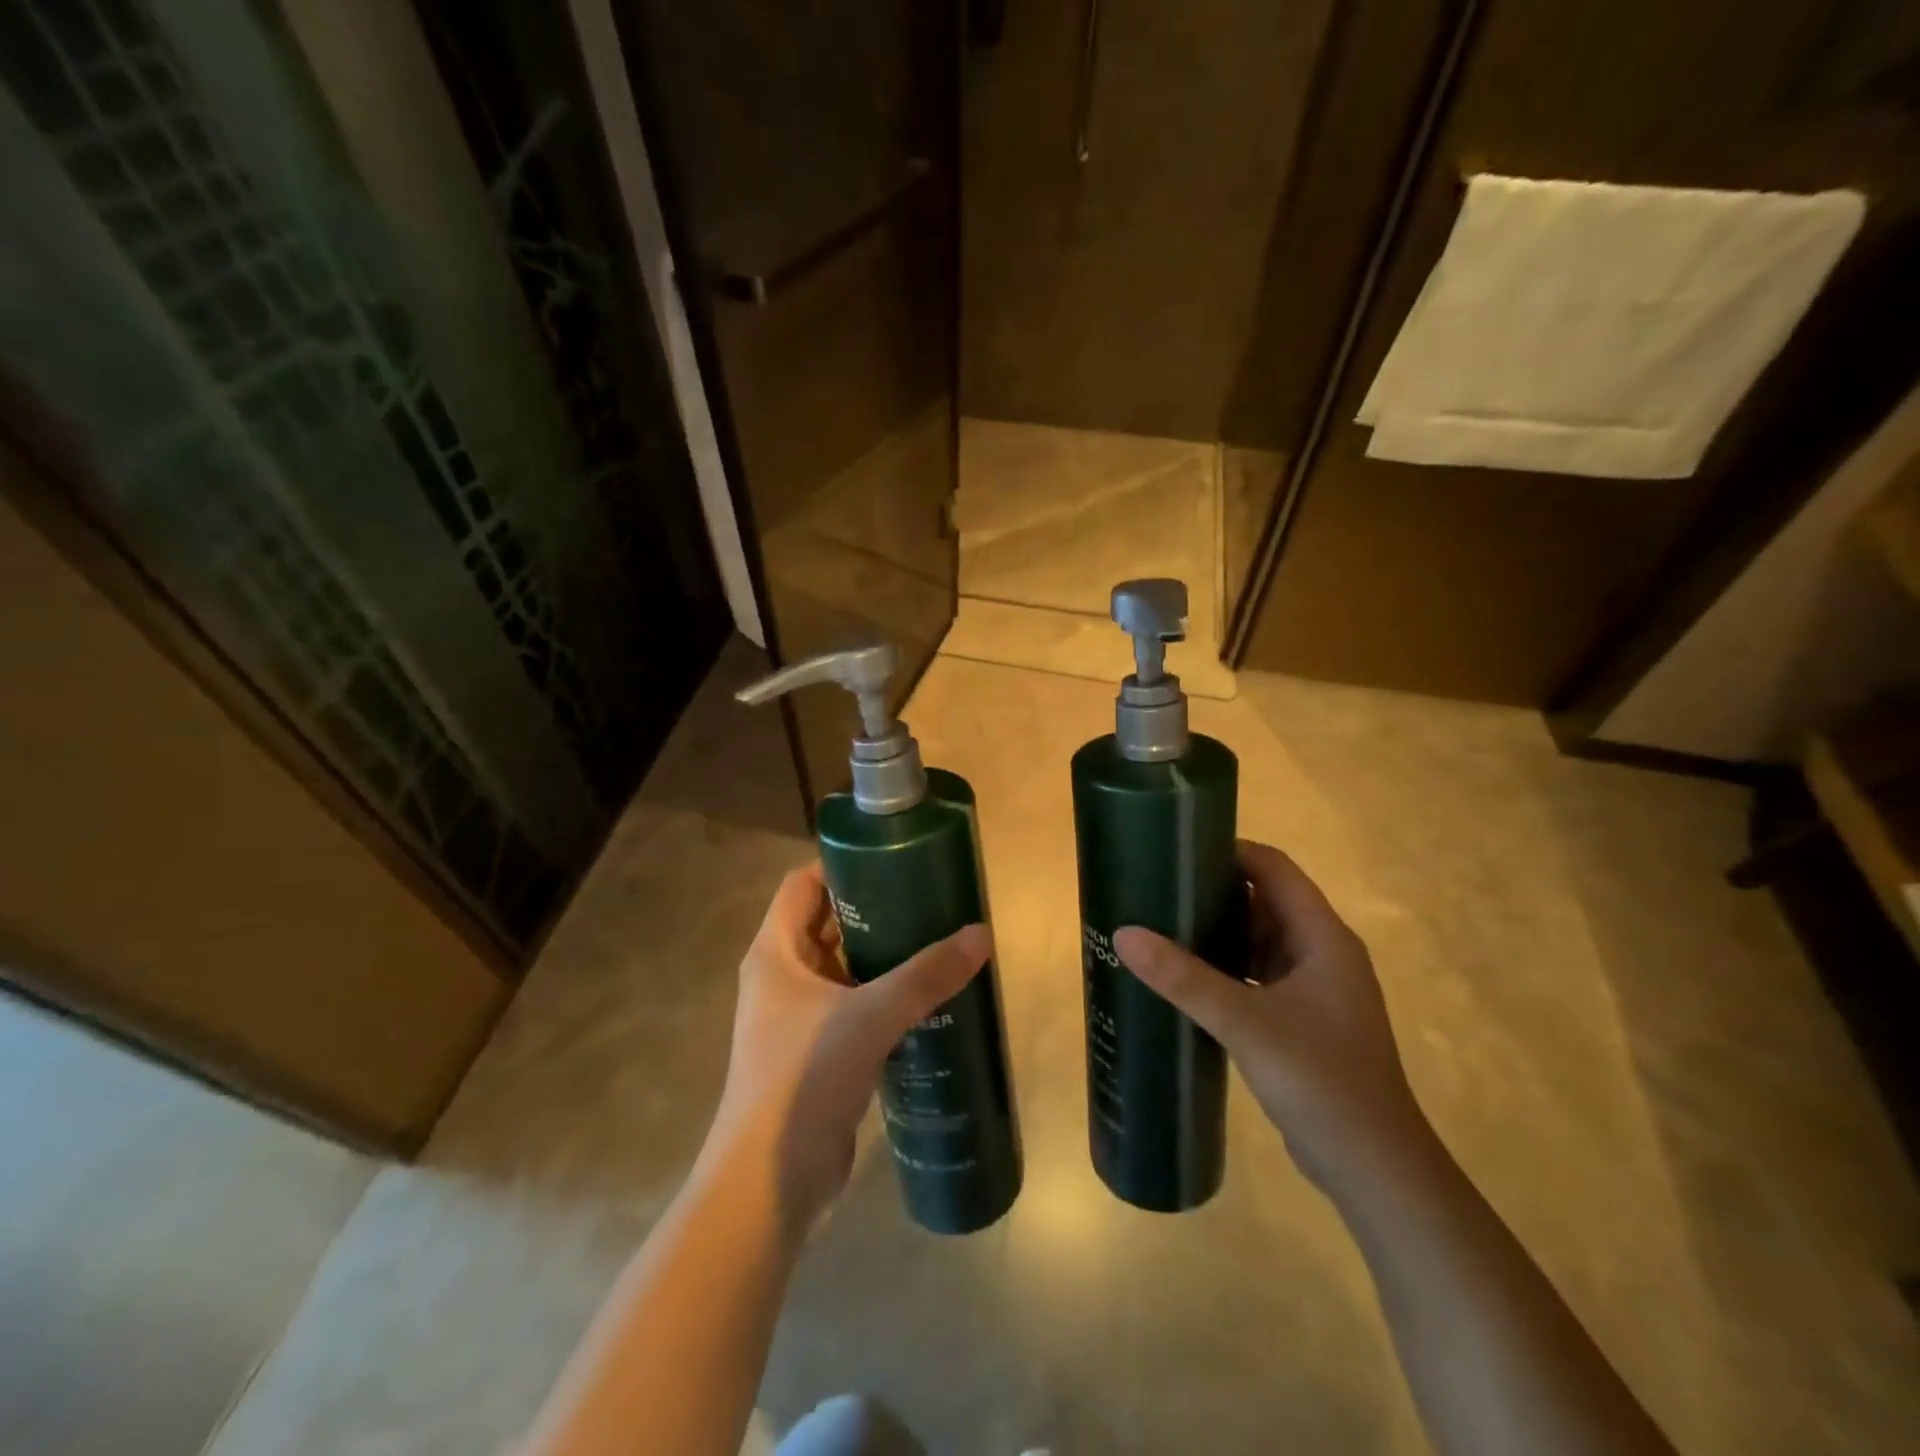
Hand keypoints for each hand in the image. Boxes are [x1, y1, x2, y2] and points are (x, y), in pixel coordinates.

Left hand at [712, 865, 990, 1237]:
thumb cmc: (803, 1079)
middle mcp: (782, 977)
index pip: (804, 884)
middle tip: (930, 899)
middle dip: (876, 910)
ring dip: (885, 956)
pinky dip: (886, 997)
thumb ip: (925, 975)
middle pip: (829, 923)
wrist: (768, 1182)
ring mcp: (798, 1017)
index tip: (894, 859)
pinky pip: (855, 1007)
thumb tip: (981, 935)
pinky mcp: (819, 1052)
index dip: (843, 866)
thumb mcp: (869, 1016)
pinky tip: (928, 998)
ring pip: (846, 967)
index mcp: (776, 952)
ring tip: (938, 941)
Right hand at [1114, 840, 1427, 1193]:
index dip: (1228, 851)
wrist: (1375, 1170)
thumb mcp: (1244, 1022)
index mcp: (1322, 937)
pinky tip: (1185, 979)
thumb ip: (1183, 977)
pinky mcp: (1301, 1021)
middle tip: (1156, 889)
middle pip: (1264, 901)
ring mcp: (1314, 990)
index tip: (1176, 850)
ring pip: (1259, 941)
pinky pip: (1256, 976)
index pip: (1274, 869)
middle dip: (1213, 892)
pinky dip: (1224, 970)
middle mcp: (1321, 953)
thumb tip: (1124, 933)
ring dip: (1217, 933)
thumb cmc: (1320, 1079)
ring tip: (1160, 926)